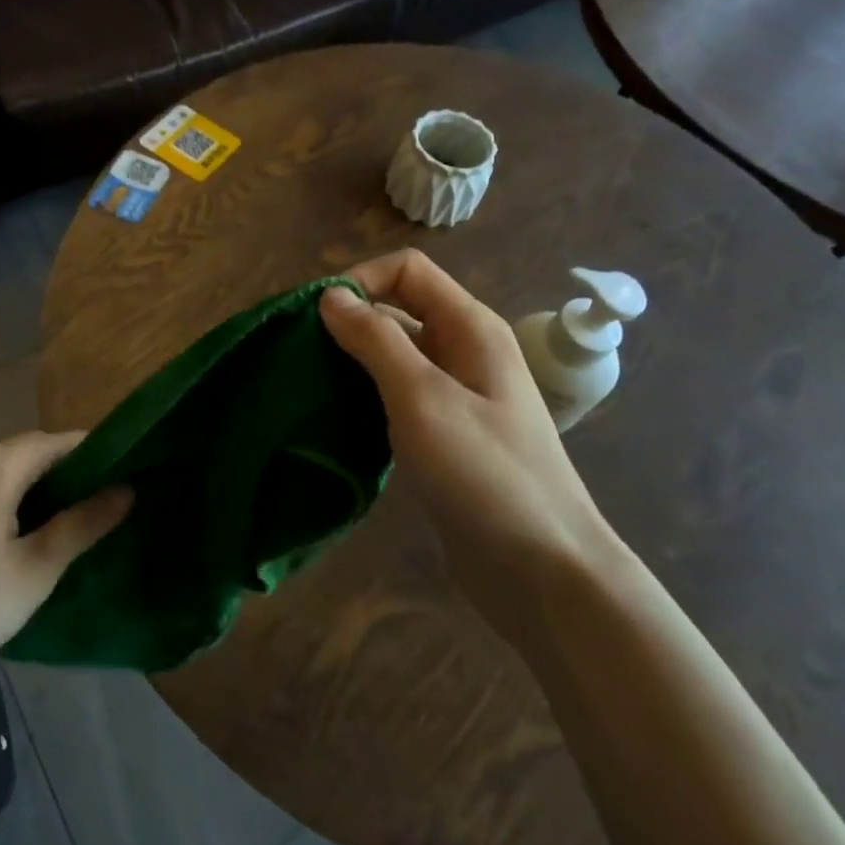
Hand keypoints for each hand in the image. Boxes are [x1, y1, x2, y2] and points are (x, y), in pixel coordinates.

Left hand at [0, 432, 132, 679]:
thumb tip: (127, 490)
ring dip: (35, 488)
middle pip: (31, 453)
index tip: (125, 472)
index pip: (60, 442)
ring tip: (66, 520)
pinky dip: (5, 499)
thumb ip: (84, 524)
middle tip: (101, 502)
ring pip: (3, 471)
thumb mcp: (36, 569)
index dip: (96, 454)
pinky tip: (14, 535)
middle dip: (67, 473)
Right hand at [319, 250, 618, 614]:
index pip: (407, 270)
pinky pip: (397, 396)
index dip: (360, 281)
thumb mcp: (423, 398)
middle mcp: (464, 351)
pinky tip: (336, 420)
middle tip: (300, 356)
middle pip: (398, 309)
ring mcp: (456, 395)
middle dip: (348, 322)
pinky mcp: (445, 434)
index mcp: (470, 327)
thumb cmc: (485, 475)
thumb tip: (331, 296)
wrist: (544, 573)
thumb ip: (376, 340)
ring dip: (352, 362)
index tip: (316, 319)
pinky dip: (365, 397)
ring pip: (393, 356)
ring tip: (309, 387)